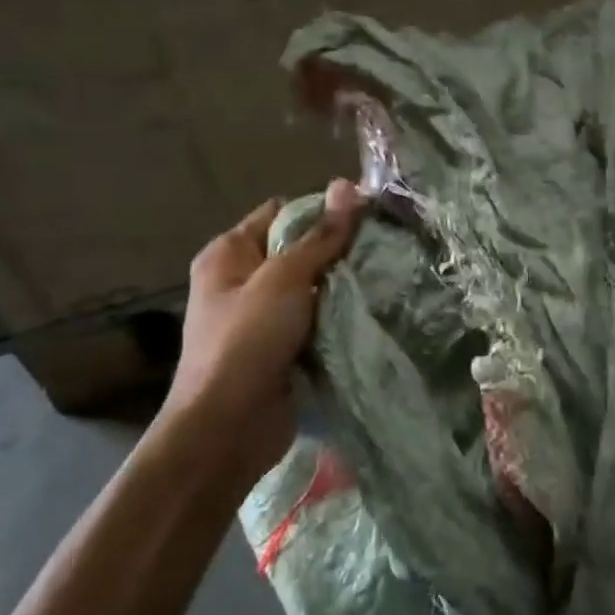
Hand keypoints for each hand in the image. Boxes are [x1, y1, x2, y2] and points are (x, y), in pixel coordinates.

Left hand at [161, 179, 362, 472]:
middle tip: (384, 247)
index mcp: (230, 254)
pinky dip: (339, 316)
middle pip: (299, 250)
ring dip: (343, 286)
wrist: (227, 429)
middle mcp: (243, 280)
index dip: (322, 210)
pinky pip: (317, 320)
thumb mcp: (285, 279)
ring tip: (386, 275)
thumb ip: (320, 236)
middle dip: (339, 250)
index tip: (367, 217)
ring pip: (313, 287)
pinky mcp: (282, 348)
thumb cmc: (247, 342)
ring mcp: (262, 317)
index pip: (282, 213)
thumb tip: (348, 185)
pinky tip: (373, 310)